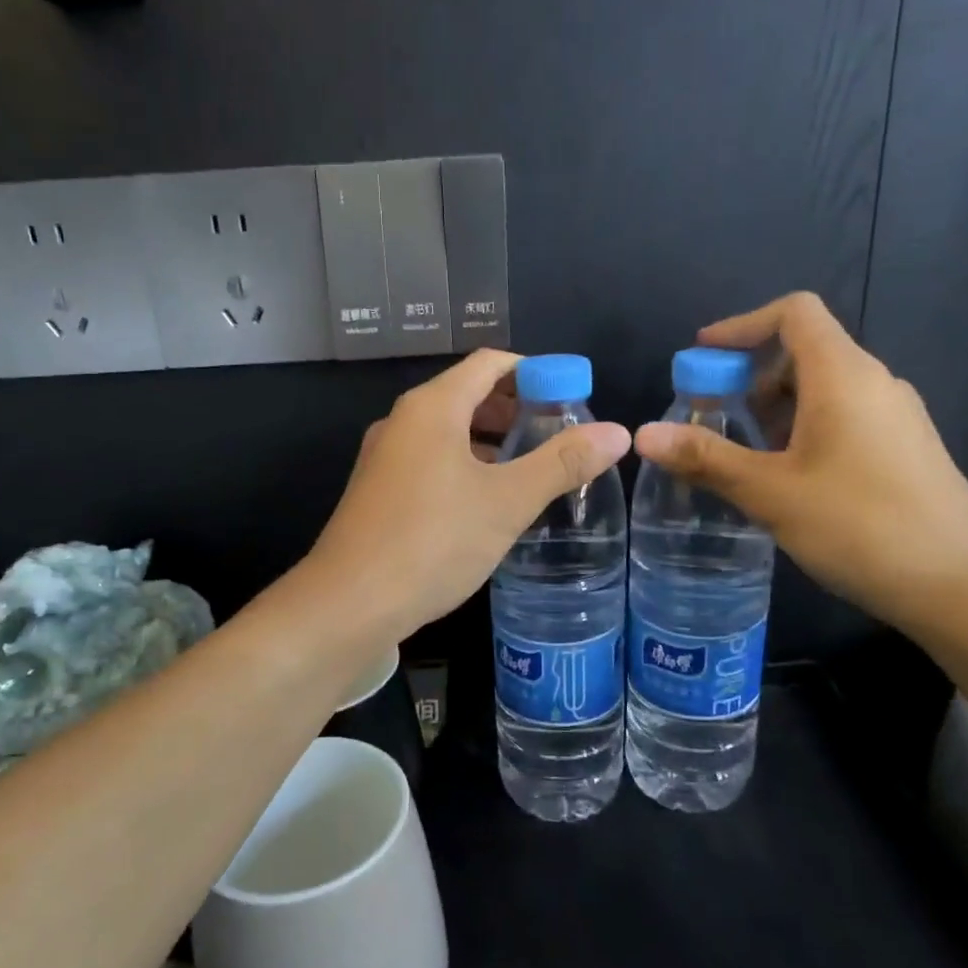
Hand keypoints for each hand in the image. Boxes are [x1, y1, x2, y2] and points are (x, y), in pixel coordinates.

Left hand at [311, 350, 631, 638]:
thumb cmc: (432, 541)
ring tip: (531, 469)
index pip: (490, 363)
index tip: (572, 397)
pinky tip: (487, 502)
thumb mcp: (507, 502)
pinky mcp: (378, 492)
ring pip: (448, 432)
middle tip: (559, 436)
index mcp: (432, 407)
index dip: (535, 371)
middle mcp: (403, 421)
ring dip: (490, 442)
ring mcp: (385, 457)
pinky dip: (465, 467)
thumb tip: (618, 432)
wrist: (349, 604)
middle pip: (467, 394)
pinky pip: (430, 462)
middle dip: (515, 409)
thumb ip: (562, 464)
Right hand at [632, 293, 967, 635]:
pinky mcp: (903, 450)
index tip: (701, 358)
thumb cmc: (860, 525)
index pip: (794, 313)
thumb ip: (706, 458)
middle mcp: (874, 383)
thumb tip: (643, 433)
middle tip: (710, 418)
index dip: (741, 326)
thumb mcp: (770, 492)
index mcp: (843, 375)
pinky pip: (842, 418)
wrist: (963, 585)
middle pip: (804, 350)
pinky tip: (785, 479)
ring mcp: (894, 417)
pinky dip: (801, 429)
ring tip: (741, 455)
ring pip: (822, 389)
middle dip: (749, 376)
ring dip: (773, 408)